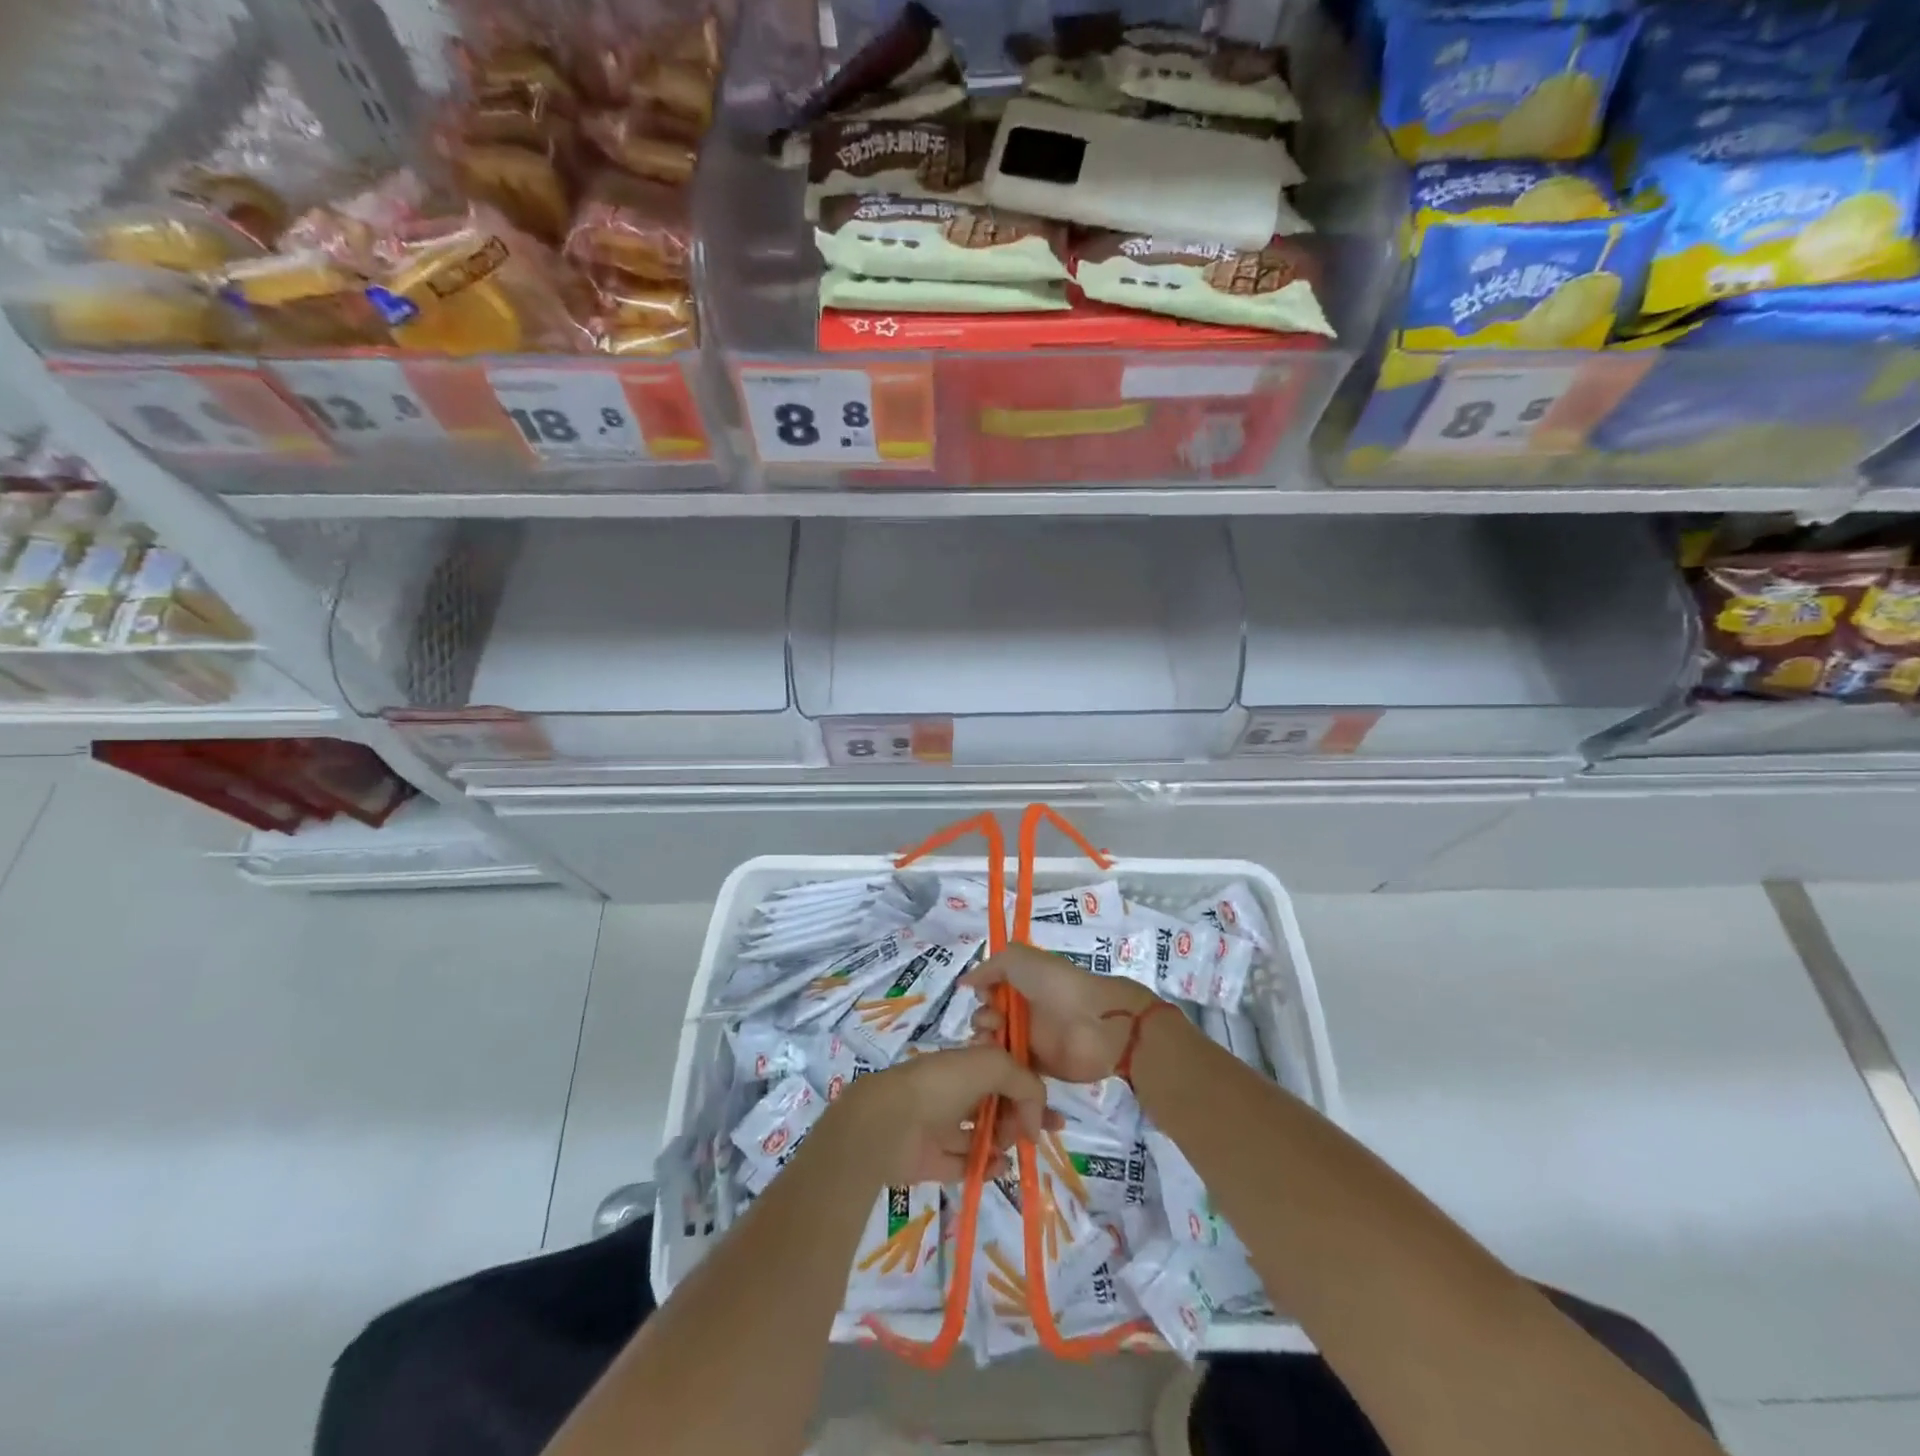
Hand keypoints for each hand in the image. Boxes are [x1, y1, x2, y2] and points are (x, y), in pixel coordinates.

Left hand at [834, 1045, 1049, 1184]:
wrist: (888, 1122)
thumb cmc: (941, 1084)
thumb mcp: (992, 1064)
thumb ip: (1025, 1082)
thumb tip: (1036, 1117)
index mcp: (965, 1063)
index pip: (1006, 1072)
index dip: (1030, 1089)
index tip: (1053, 1112)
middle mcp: (955, 1091)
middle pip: (997, 1104)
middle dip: (1022, 1117)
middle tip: (1038, 1134)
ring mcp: (942, 1125)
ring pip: (984, 1134)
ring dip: (1004, 1141)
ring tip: (1011, 1147)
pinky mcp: (933, 1159)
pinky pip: (967, 1163)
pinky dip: (986, 1165)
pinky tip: (999, 1166)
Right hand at [963, 944, 1159, 1083]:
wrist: (1095, 1024)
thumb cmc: (1057, 985)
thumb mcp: (1020, 959)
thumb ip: (990, 966)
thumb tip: (965, 982)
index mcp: (1022, 983)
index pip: (990, 990)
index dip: (982, 994)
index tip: (984, 997)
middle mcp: (1024, 1009)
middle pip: (989, 1018)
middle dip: (982, 1020)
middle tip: (994, 1023)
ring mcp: (1030, 1039)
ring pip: (995, 1043)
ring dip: (986, 1042)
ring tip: (994, 1043)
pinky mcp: (1036, 1066)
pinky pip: (1008, 1067)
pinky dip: (998, 1065)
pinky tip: (997, 1062)